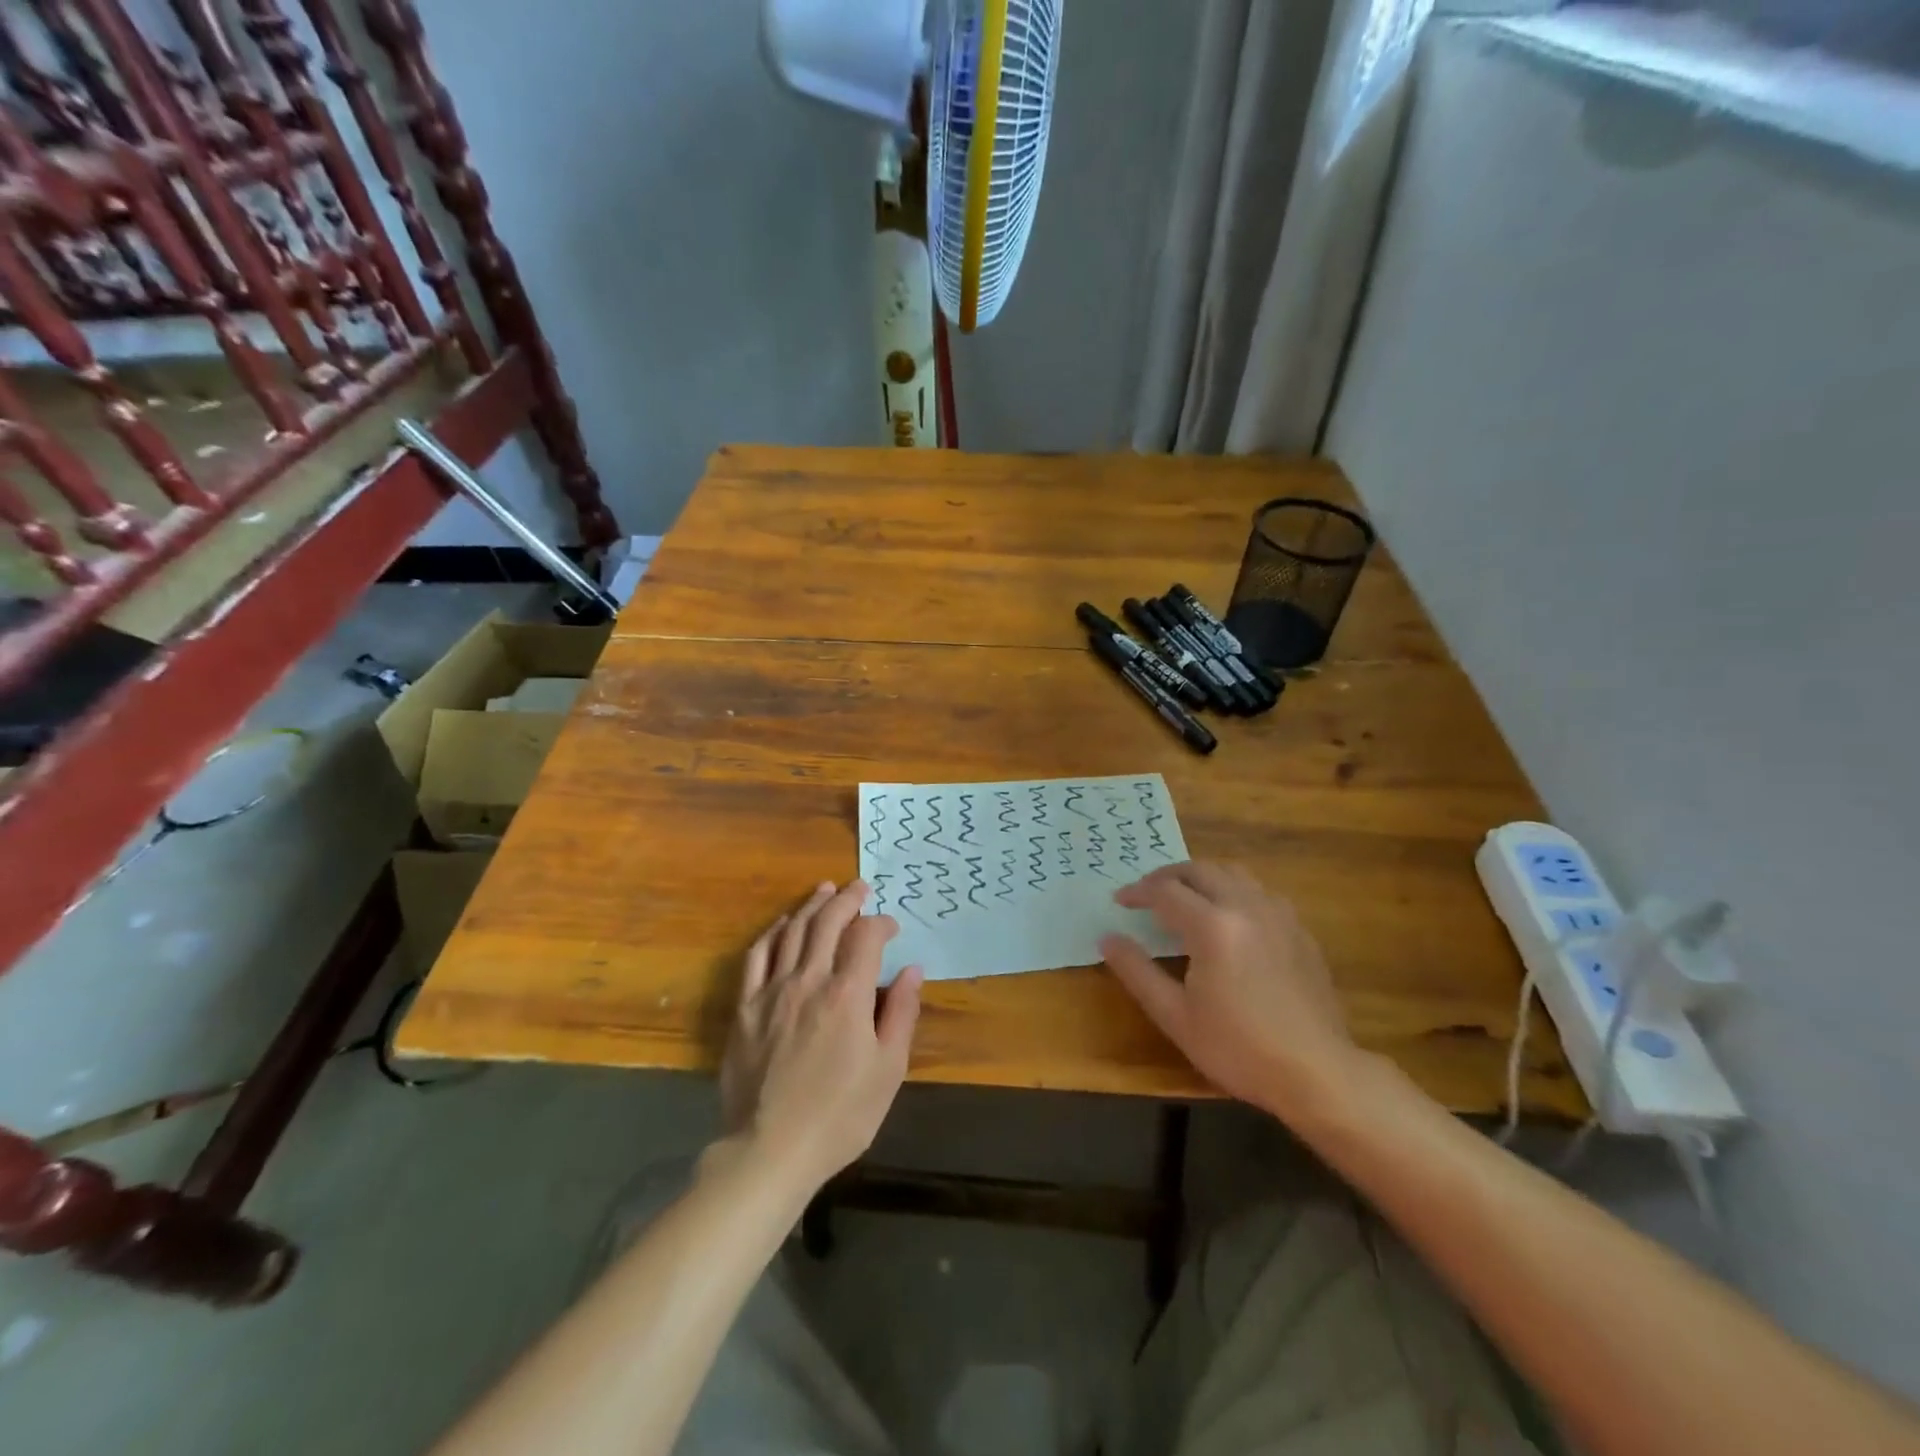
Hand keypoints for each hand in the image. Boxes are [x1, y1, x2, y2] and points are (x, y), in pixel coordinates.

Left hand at [720, 881, 922, 1191]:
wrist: (770, 1150)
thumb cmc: (840, 1115)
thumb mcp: (888, 1069)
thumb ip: (902, 1013)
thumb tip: (913, 970)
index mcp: (848, 995)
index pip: (866, 937)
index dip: (881, 924)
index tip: (891, 928)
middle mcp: (809, 980)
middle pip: (827, 922)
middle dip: (847, 899)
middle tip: (860, 888)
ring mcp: (772, 991)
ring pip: (793, 931)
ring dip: (812, 905)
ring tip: (825, 890)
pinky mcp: (746, 1007)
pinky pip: (757, 956)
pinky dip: (774, 932)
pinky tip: (784, 924)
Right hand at [1099, 861, 1359, 1120]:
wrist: (1317, 1072)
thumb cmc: (1237, 1048)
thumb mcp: (1175, 1015)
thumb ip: (1137, 971)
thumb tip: (1108, 938)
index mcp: (1212, 925)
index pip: (1165, 891)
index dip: (1137, 892)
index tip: (1120, 900)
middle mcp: (1246, 906)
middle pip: (1200, 870)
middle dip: (1167, 876)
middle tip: (1147, 893)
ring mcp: (1278, 915)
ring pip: (1234, 873)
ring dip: (1202, 877)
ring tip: (1185, 897)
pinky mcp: (1299, 930)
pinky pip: (1260, 892)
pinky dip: (1233, 891)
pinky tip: (1228, 918)